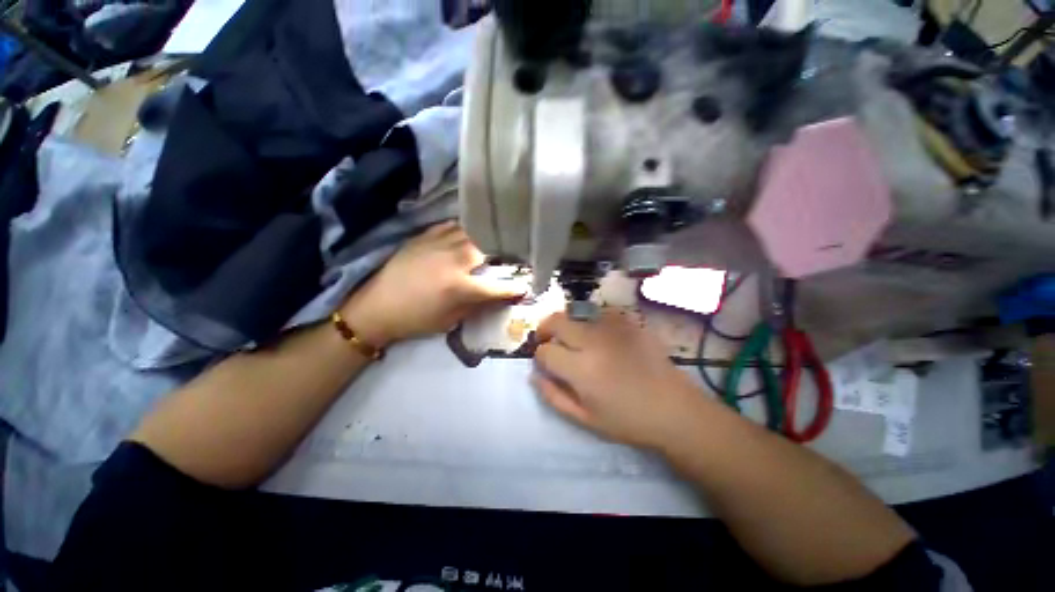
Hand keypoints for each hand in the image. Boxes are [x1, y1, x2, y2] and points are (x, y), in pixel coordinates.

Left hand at [340, 222, 525, 346]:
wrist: (376, 307)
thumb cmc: (416, 319)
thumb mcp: (450, 320)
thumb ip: (478, 305)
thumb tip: (499, 295)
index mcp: (460, 286)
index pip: (498, 286)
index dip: (515, 287)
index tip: (526, 286)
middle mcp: (454, 260)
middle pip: (490, 248)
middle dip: (506, 253)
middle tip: (513, 257)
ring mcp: (439, 243)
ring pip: (473, 232)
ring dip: (488, 238)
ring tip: (495, 241)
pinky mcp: (425, 236)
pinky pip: (453, 226)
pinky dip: (466, 230)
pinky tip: (469, 234)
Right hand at [532, 310, 704, 448]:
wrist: (674, 409)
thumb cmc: (628, 420)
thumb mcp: (584, 418)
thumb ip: (553, 395)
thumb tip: (534, 374)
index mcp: (582, 369)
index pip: (545, 351)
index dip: (540, 356)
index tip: (545, 362)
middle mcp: (594, 342)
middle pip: (556, 321)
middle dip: (545, 329)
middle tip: (548, 340)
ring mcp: (613, 328)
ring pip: (576, 314)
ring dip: (568, 325)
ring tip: (574, 340)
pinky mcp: (629, 322)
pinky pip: (600, 314)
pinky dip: (591, 323)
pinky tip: (599, 337)